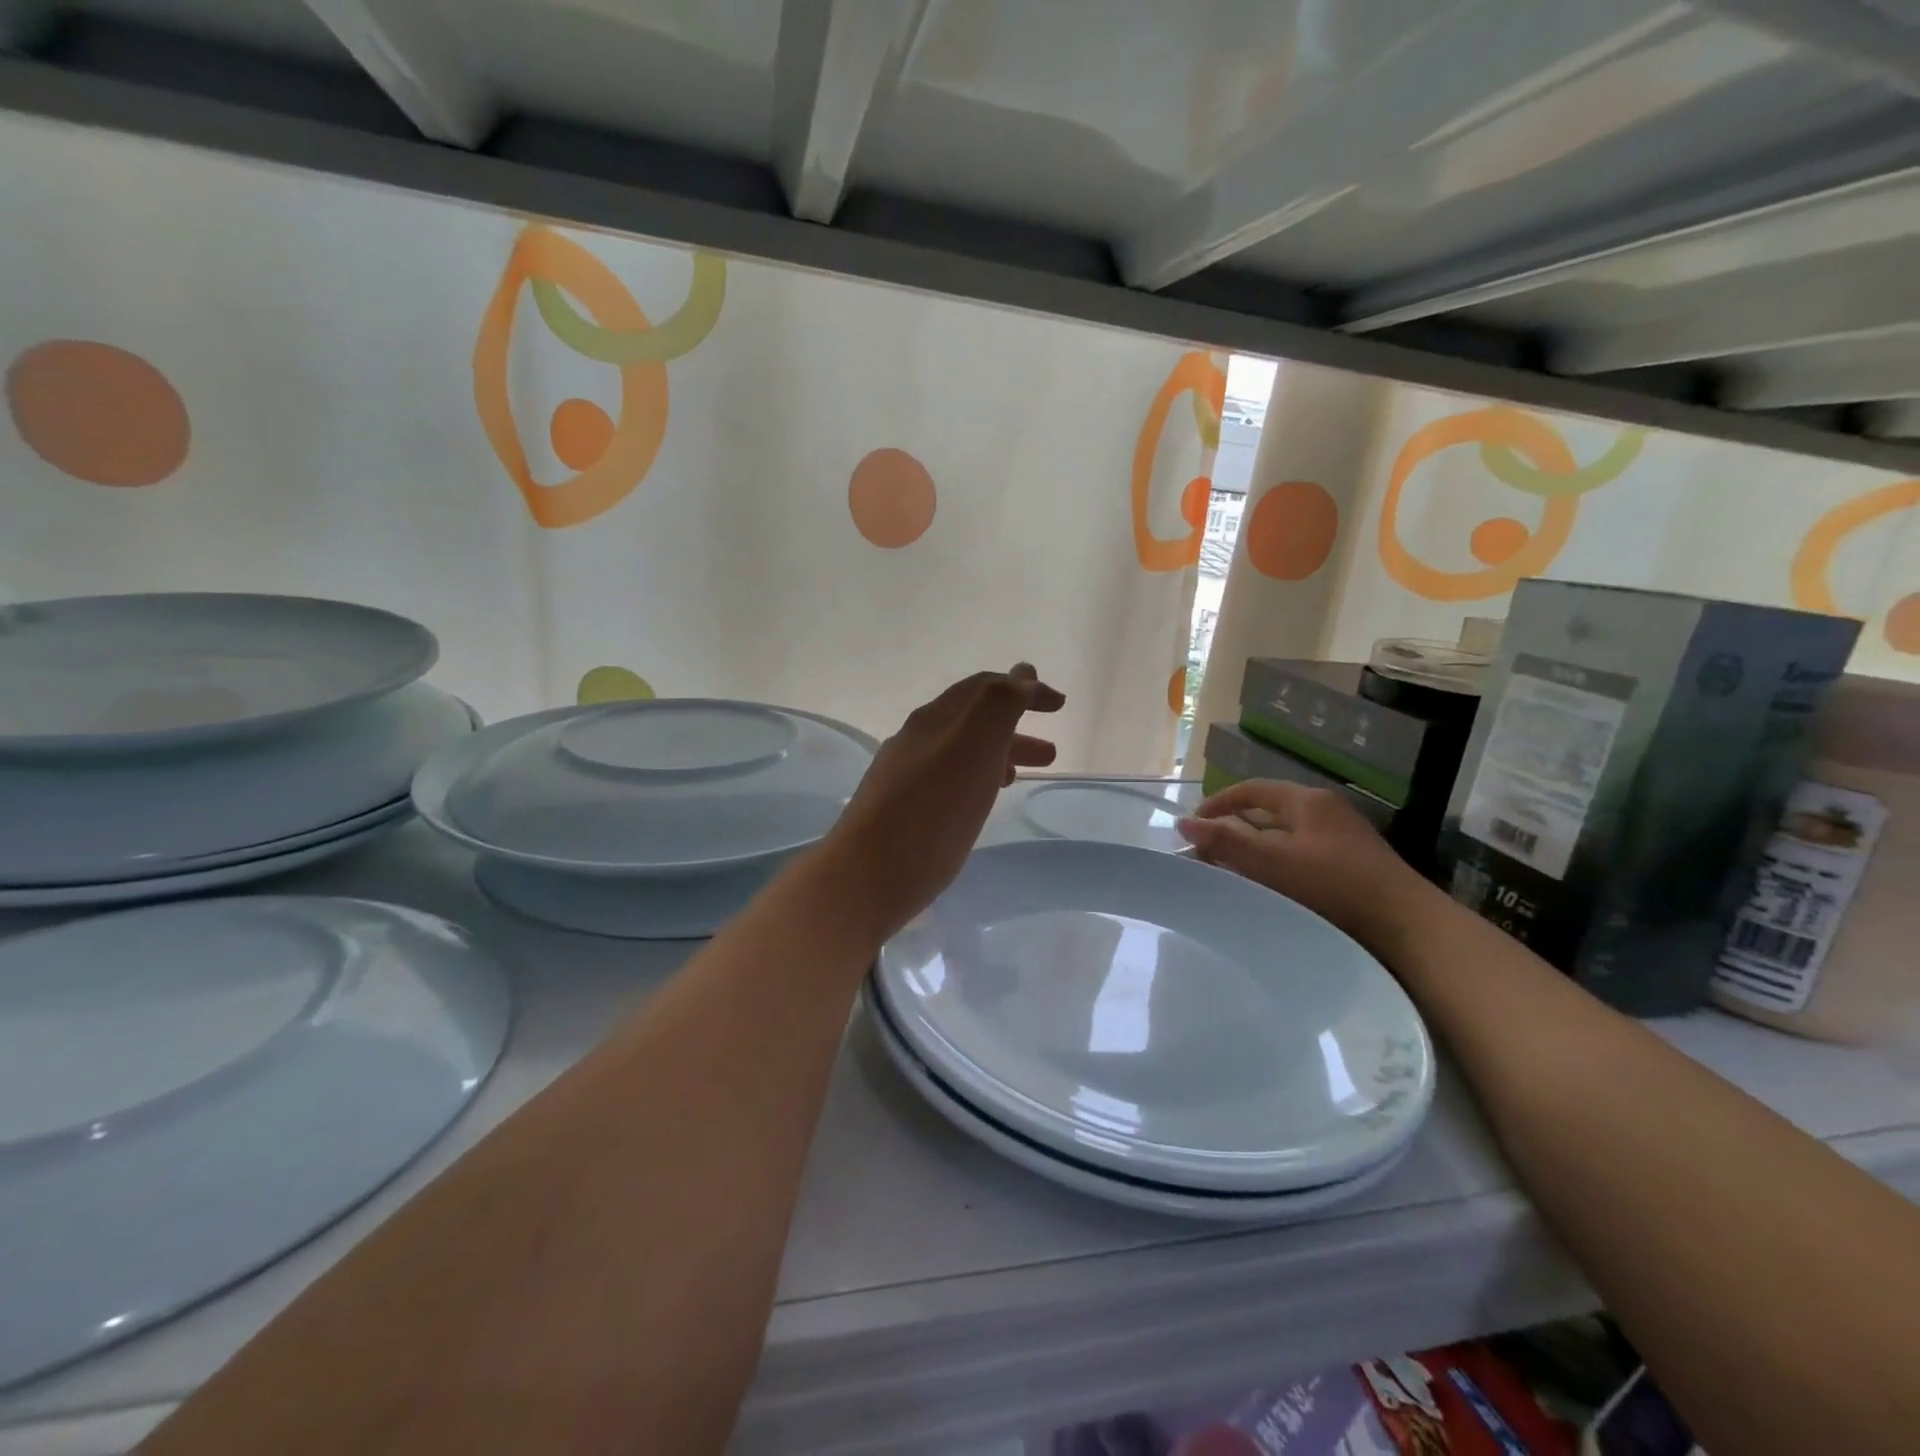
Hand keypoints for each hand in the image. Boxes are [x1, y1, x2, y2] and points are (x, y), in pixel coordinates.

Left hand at [826, 665, 1063, 940]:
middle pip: (973, 720)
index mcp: (937, 719)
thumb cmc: (931, 812)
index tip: (1060, 704)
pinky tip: (980, 802)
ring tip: (1023, 776)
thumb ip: (1000, 705)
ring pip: (960, 751)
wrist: (866, 876)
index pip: (985, 688)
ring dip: (996, 754)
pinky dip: (975, 778)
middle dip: (1015, 724)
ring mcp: (904, 774)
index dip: (1024, 688)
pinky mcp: (900, 808)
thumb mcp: (974, 748)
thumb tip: (1021, 672)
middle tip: (1051, 751)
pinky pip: (947, 779)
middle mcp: (917, 739)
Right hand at [1176, 780, 1441, 954]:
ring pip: (1284, 839)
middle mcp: (1325, 813)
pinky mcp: (1351, 868)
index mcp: (1308, 801)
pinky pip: (1301, 859)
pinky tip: (1267, 892)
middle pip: (1267, 814)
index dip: (1218, 804)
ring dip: (1254, 853)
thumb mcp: (1273, 862)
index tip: (1193, 827)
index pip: (1252, 790)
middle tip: (1207, 857)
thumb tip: (1183, 823)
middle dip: (1234, 832)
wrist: (1407, 928)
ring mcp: (1342, 840)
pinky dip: (1276, 869)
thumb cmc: (1334, 885)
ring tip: (1230, 876)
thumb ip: (1226, 842)